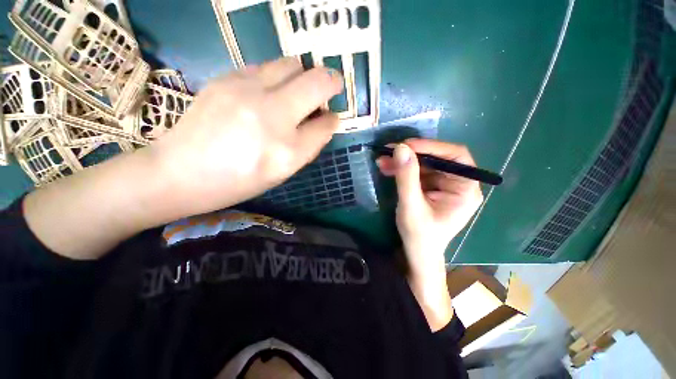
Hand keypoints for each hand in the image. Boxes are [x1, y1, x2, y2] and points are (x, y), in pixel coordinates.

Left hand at [23, 58, 342, 259]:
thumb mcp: (282, 173)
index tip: (330, 118)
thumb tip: (325, 122)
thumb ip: (308, 146)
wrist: (179, 172)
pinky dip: (277, 77)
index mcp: (288, 151)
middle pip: (316, 81)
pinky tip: (268, 93)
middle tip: (328, 90)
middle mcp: (272, 117)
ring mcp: (247, 91)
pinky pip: (266, 67)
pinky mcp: (226, 78)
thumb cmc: (238, 181)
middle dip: (330, 82)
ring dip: (302, 77)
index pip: (325, 124)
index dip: (332, 120)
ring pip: (292, 65)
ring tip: (296, 92)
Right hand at [376, 139, 482, 329]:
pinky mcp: (430, 188)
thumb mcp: (411, 206)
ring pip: (423, 164)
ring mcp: (443, 185)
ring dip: (402, 161)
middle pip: (436, 159)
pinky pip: (416, 173)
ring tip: (382, 160)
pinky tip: (386, 168)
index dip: (432, 146)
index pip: (455, 156)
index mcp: (465, 189)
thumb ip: (407, 178)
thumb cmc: (419, 236)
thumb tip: (400, 148)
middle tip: (388, 151)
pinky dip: (401, 169)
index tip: (406, 145)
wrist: (416, 254)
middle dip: (411, 154)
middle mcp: (457, 184)